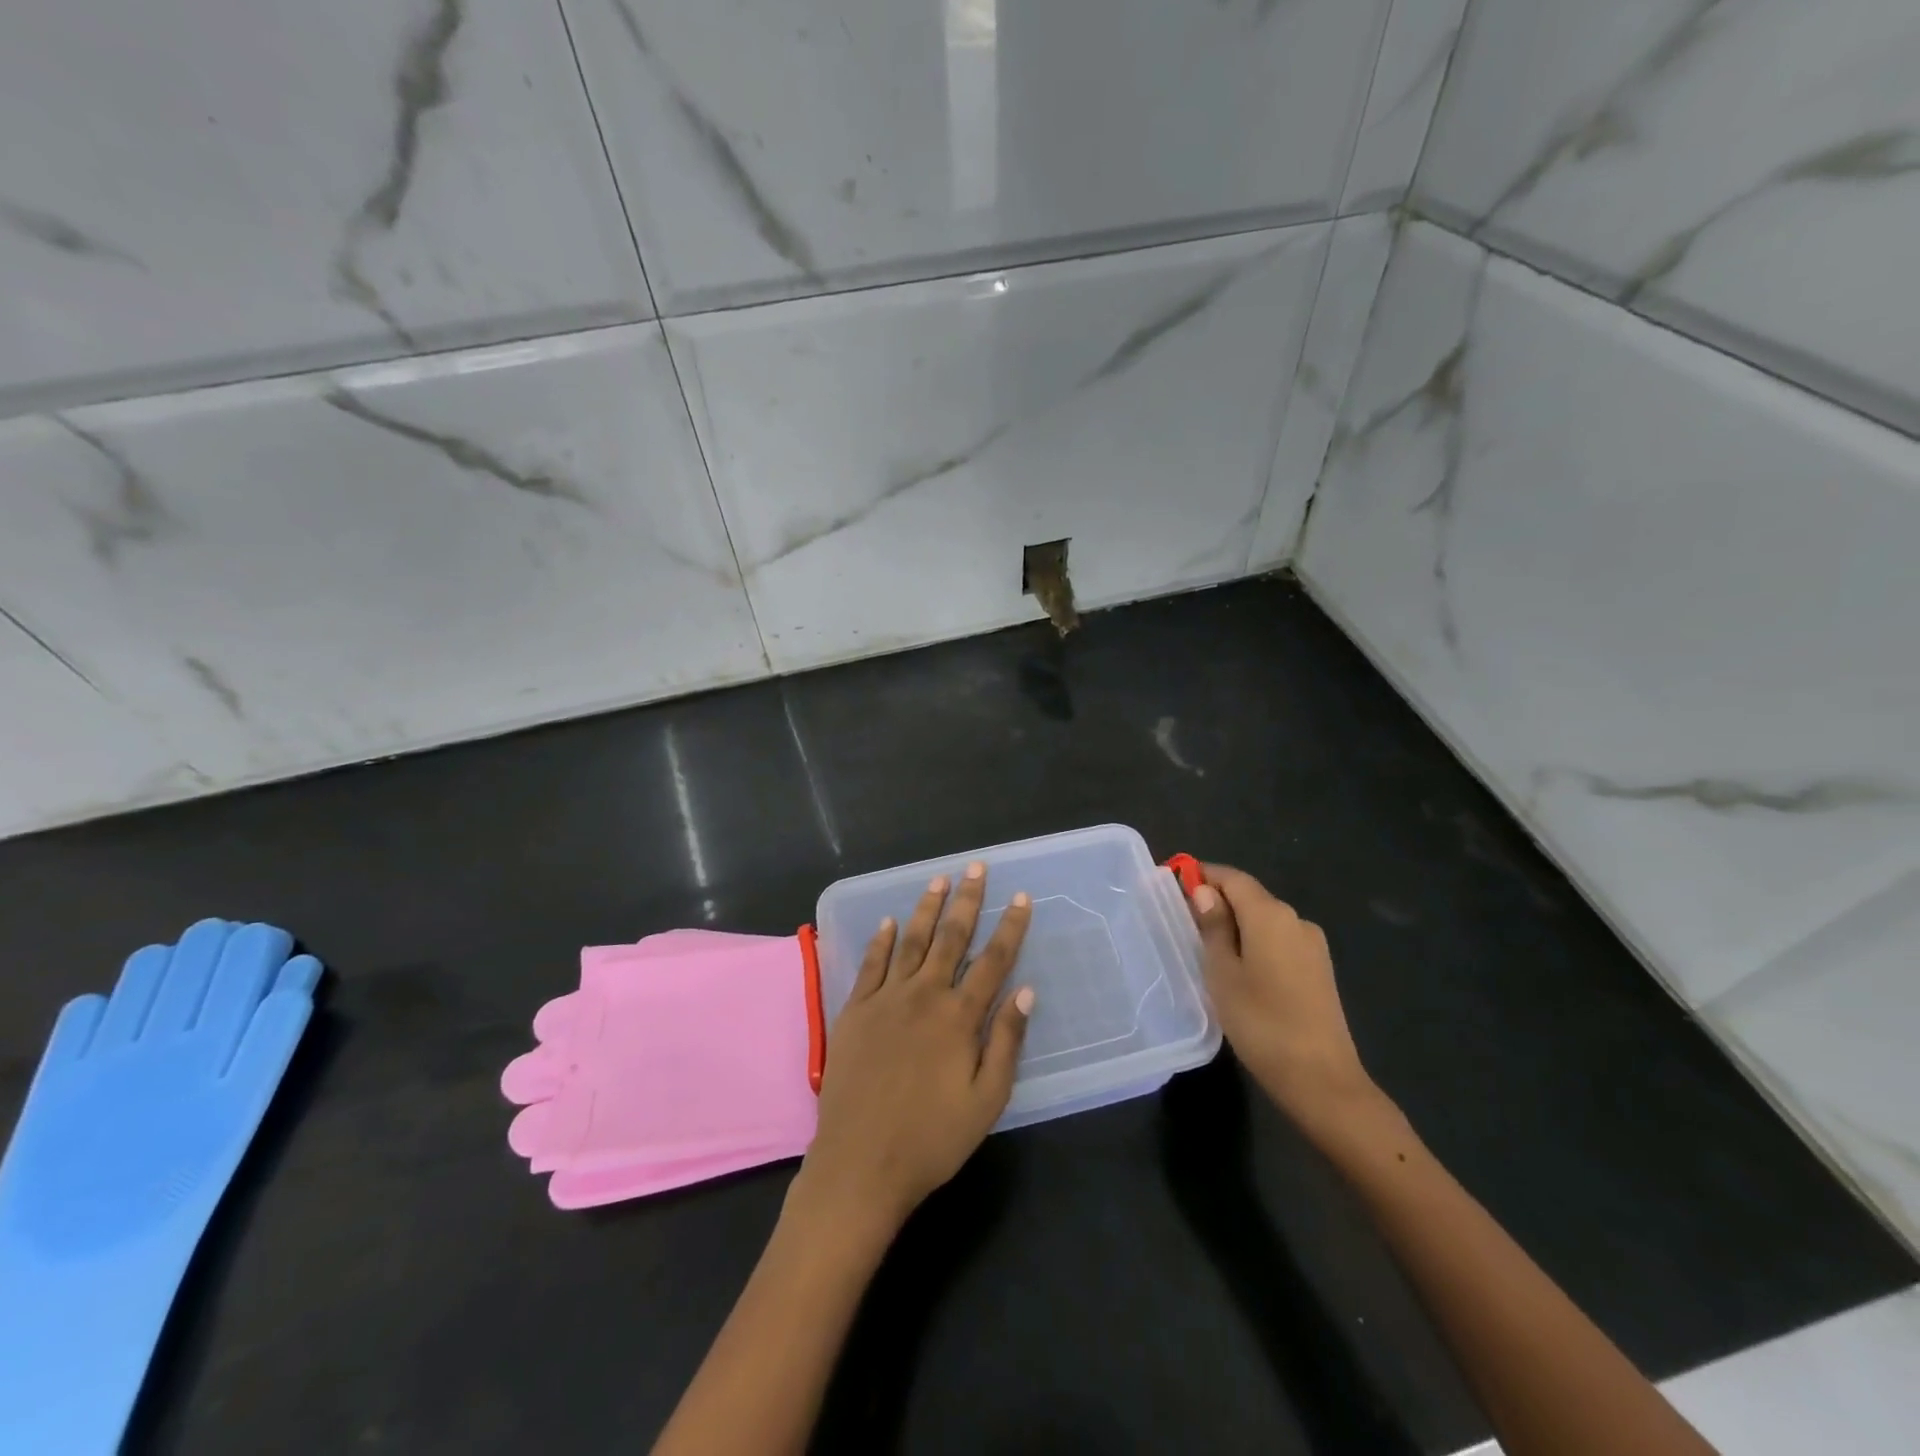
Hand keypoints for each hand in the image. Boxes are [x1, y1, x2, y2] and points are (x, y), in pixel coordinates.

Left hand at [791, 863, 1033, 1239]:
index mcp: (958, 1017)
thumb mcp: (986, 1100)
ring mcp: (885, 999)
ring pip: (911, 942)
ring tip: (939, 880)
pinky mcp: (854, 1011)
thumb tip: (1026, 990)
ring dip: (927, 909)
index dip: (1010, 927)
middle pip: (951, 938)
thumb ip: (1006, 1041)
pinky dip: (881, 940)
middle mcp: (923, 996)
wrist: (860, 1164)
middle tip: (976, 868)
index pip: (993, 960)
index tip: (1021, 898)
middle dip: (967, 900)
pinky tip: (888, 922)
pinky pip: (870, 965)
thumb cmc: (931, 1139)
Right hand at [1190, 864, 1387, 1144]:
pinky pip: (1280, 942)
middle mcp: (1296, 920)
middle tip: (1185, 923)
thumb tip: (1206, 891)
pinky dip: (1256, 944)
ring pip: (1266, 921)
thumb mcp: (1223, 973)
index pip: (1233, 878)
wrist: (1322, 1080)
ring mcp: (1313, 946)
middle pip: (1251, 897)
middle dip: (1219, 902)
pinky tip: (1240, 970)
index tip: (1175, 884)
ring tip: (1208, 951)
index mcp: (1270, 915)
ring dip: (1237, 925)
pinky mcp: (1320, 970)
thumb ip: (1214, 927)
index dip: (1204, 875)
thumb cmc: (1261, 1022)